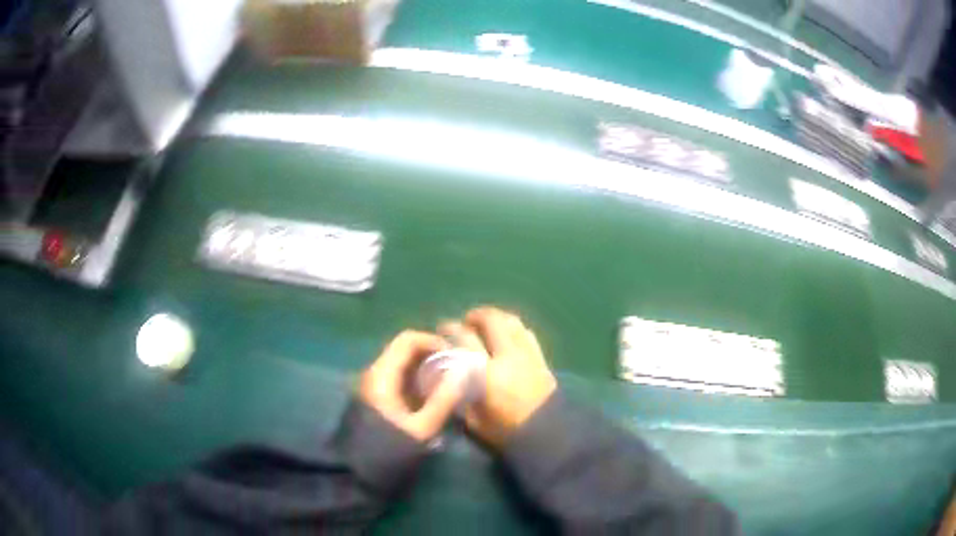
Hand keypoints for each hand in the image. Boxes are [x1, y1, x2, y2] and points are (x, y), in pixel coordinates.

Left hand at [359, 331, 468, 443]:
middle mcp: (374, 375)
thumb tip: (465, 372)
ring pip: (402, 367)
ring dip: (427, 372)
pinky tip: (434, 401)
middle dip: (434, 357)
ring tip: (451, 386)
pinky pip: (398, 382)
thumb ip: (444, 400)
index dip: (434, 341)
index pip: (408, 340)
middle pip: (405, 351)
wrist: (355, 476)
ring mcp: (372, 389)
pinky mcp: (375, 402)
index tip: (458, 356)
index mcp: (382, 375)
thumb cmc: (388, 452)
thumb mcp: (421, 429)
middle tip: (459, 371)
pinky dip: (418, 385)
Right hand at [440, 307, 556, 449]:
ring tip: (485, 324)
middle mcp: (508, 356)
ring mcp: (527, 354)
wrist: (546, 435)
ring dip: (495, 317)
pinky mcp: (541, 357)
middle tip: (465, 323)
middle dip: (474, 316)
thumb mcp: (473, 420)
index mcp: (486, 373)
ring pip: (511, 321)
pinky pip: (526, 332)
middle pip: (491, 320)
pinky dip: (513, 327)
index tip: (441, 330)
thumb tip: (449, 376)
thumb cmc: (506, 432)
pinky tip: (506, 334)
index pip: (464, 339)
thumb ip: (460, 394)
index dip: (450, 329)